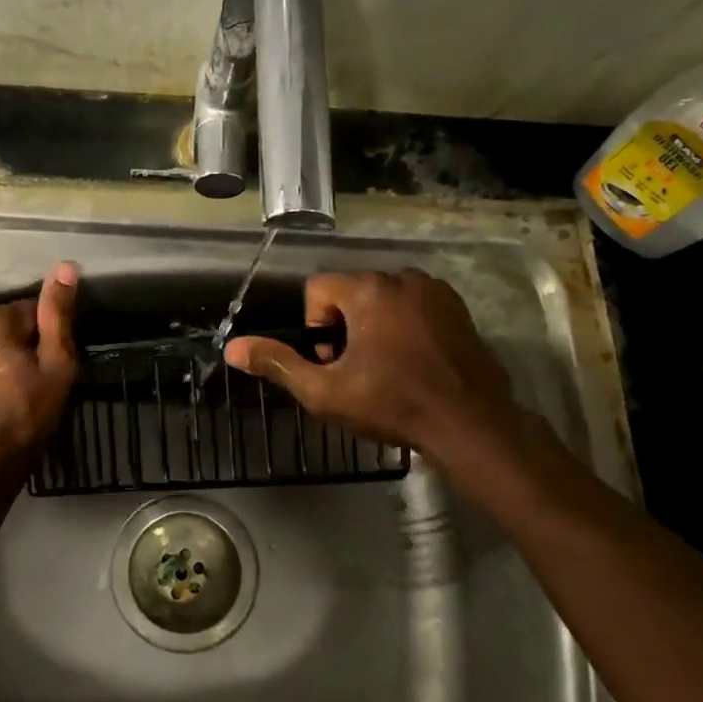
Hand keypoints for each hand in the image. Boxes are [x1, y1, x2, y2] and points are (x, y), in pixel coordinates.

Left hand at [0, 262, 79, 500]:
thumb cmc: (28, 414)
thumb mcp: (56, 363)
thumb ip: (58, 313)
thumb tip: (65, 266)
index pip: (35, 309)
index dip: (51, 336)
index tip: (56, 364)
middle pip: (14, 323)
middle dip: (30, 344)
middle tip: (44, 380)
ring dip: (14, 355)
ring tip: (27, 387)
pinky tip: (8, 391)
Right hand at [225, 269, 521, 460]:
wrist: (470, 423)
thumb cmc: (392, 405)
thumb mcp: (325, 391)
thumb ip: (277, 364)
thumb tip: (233, 348)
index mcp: (367, 290)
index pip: (317, 290)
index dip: (315, 328)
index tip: (333, 363)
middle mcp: (401, 277)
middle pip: (351, 293)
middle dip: (345, 327)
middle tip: (359, 371)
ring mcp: (434, 290)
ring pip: (383, 299)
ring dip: (375, 325)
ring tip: (387, 369)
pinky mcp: (458, 307)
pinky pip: (414, 306)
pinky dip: (406, 325)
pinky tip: (415, 362)